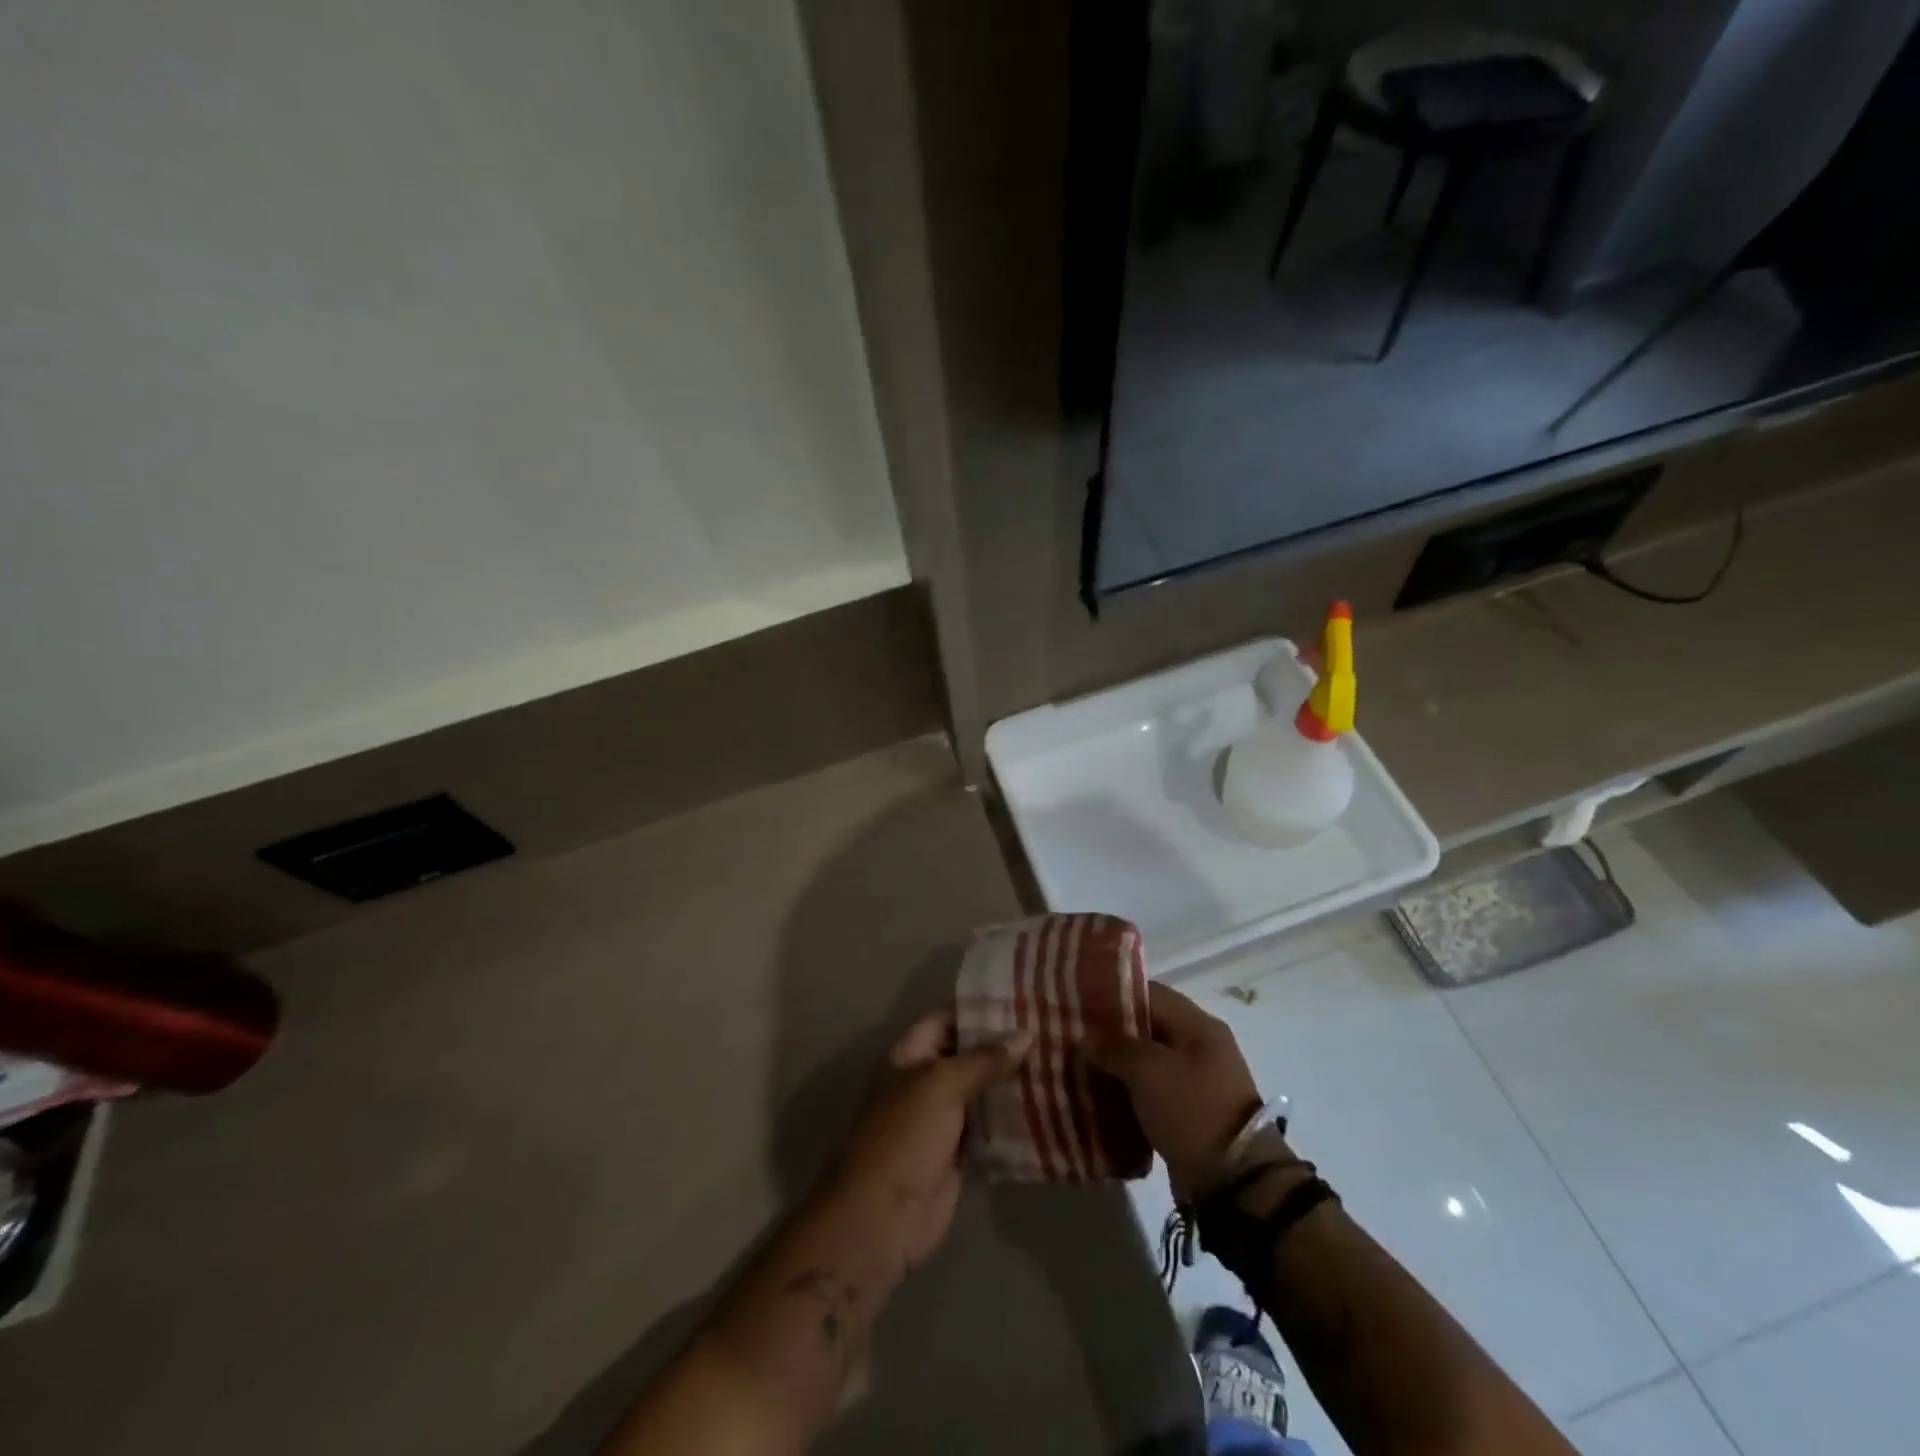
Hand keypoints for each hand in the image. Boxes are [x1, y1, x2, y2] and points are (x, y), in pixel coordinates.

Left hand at [832, 1013, 1032, 1272]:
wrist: (885, 1214)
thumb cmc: (906, 1134)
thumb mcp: (942, 1084)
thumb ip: (984, 1059)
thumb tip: (1025, 1035)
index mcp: (908, 1055)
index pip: (944, 1019)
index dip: (977, 1010)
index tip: (1020, 1002)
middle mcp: (924, 1081)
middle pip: (966, 1054)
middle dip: (1001, 1046)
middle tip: (1048, 1031)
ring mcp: (941, 1118)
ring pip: (980, 1091)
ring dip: (1010, 1082)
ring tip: (1055, 1063)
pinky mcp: (958, 1151)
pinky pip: (989, 1126)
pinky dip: (1011, 1119)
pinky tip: (1046, 1106)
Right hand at [1085, 983, 1263, 1202]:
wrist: (1235, 1181)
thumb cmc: (1193, 1110)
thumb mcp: (1149, 1071)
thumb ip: (1114, 1047)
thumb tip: (1086, 1039)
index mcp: (1198, 1025)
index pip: (1150, 993)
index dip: (1113, 994)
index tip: (1079, 1003)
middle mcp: (1199, 1046)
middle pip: (1147, 1026)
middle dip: (1110, 1032)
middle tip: (1073, 1036)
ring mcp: (1196, 1080)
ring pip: (1146, 1060)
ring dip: (1116, 1064)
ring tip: (1079, 1066)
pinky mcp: (1189, 1111)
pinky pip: (1151, 1090)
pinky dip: (1128, 1091)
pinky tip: (1099, 1096)